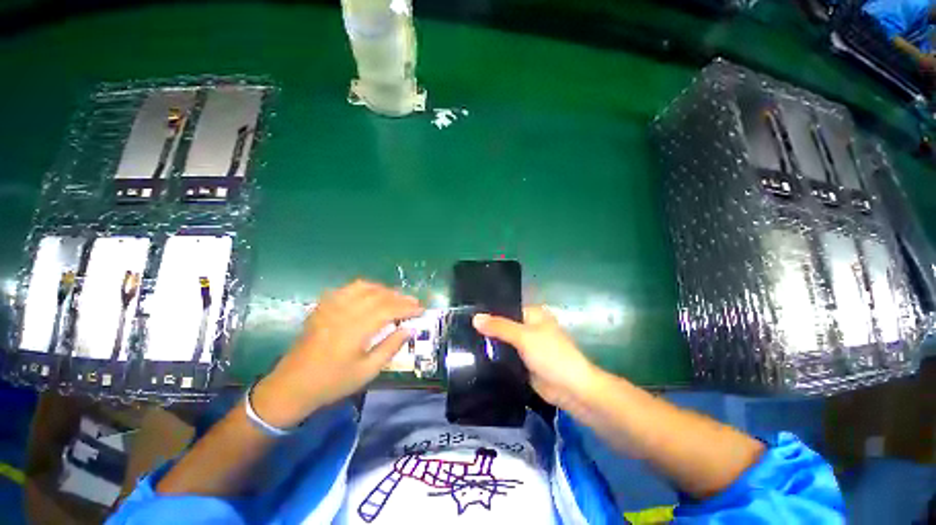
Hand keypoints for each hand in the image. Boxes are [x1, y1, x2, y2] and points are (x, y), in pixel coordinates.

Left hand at [252, 280, 422, 427]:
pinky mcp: (323, 307)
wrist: (292, 385)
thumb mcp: (367, 371)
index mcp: (354, 331)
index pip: (388, 310)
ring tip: (396, 297)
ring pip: (363, 287)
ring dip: (384, 289)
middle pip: (377, 295)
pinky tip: (371, 294)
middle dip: (399, 297)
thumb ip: (390, 347)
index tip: (421, 309)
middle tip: (414, 302)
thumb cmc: (332, 382)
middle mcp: (343, 313)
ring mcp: (330, 307)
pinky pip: (347, 288)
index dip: (407, 308)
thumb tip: (410, 329)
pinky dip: (364, 287)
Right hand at [473, 306, 603, 411]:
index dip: (489, 311)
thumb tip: (475, 317)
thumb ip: (499, 327)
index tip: (467, 314)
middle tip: (462, 329)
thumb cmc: (551, 355)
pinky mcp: (523, 362)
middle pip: (503, 325)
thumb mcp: (524, 336)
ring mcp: (526, 346)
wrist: (571, 389)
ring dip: (489, 343)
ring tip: (464, 341)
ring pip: (503, 341)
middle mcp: (529, 327)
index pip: (506, 308)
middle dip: (487, 328)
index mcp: (533, 314)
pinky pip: (505, 356)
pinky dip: (495, 357)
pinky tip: (475, 356)